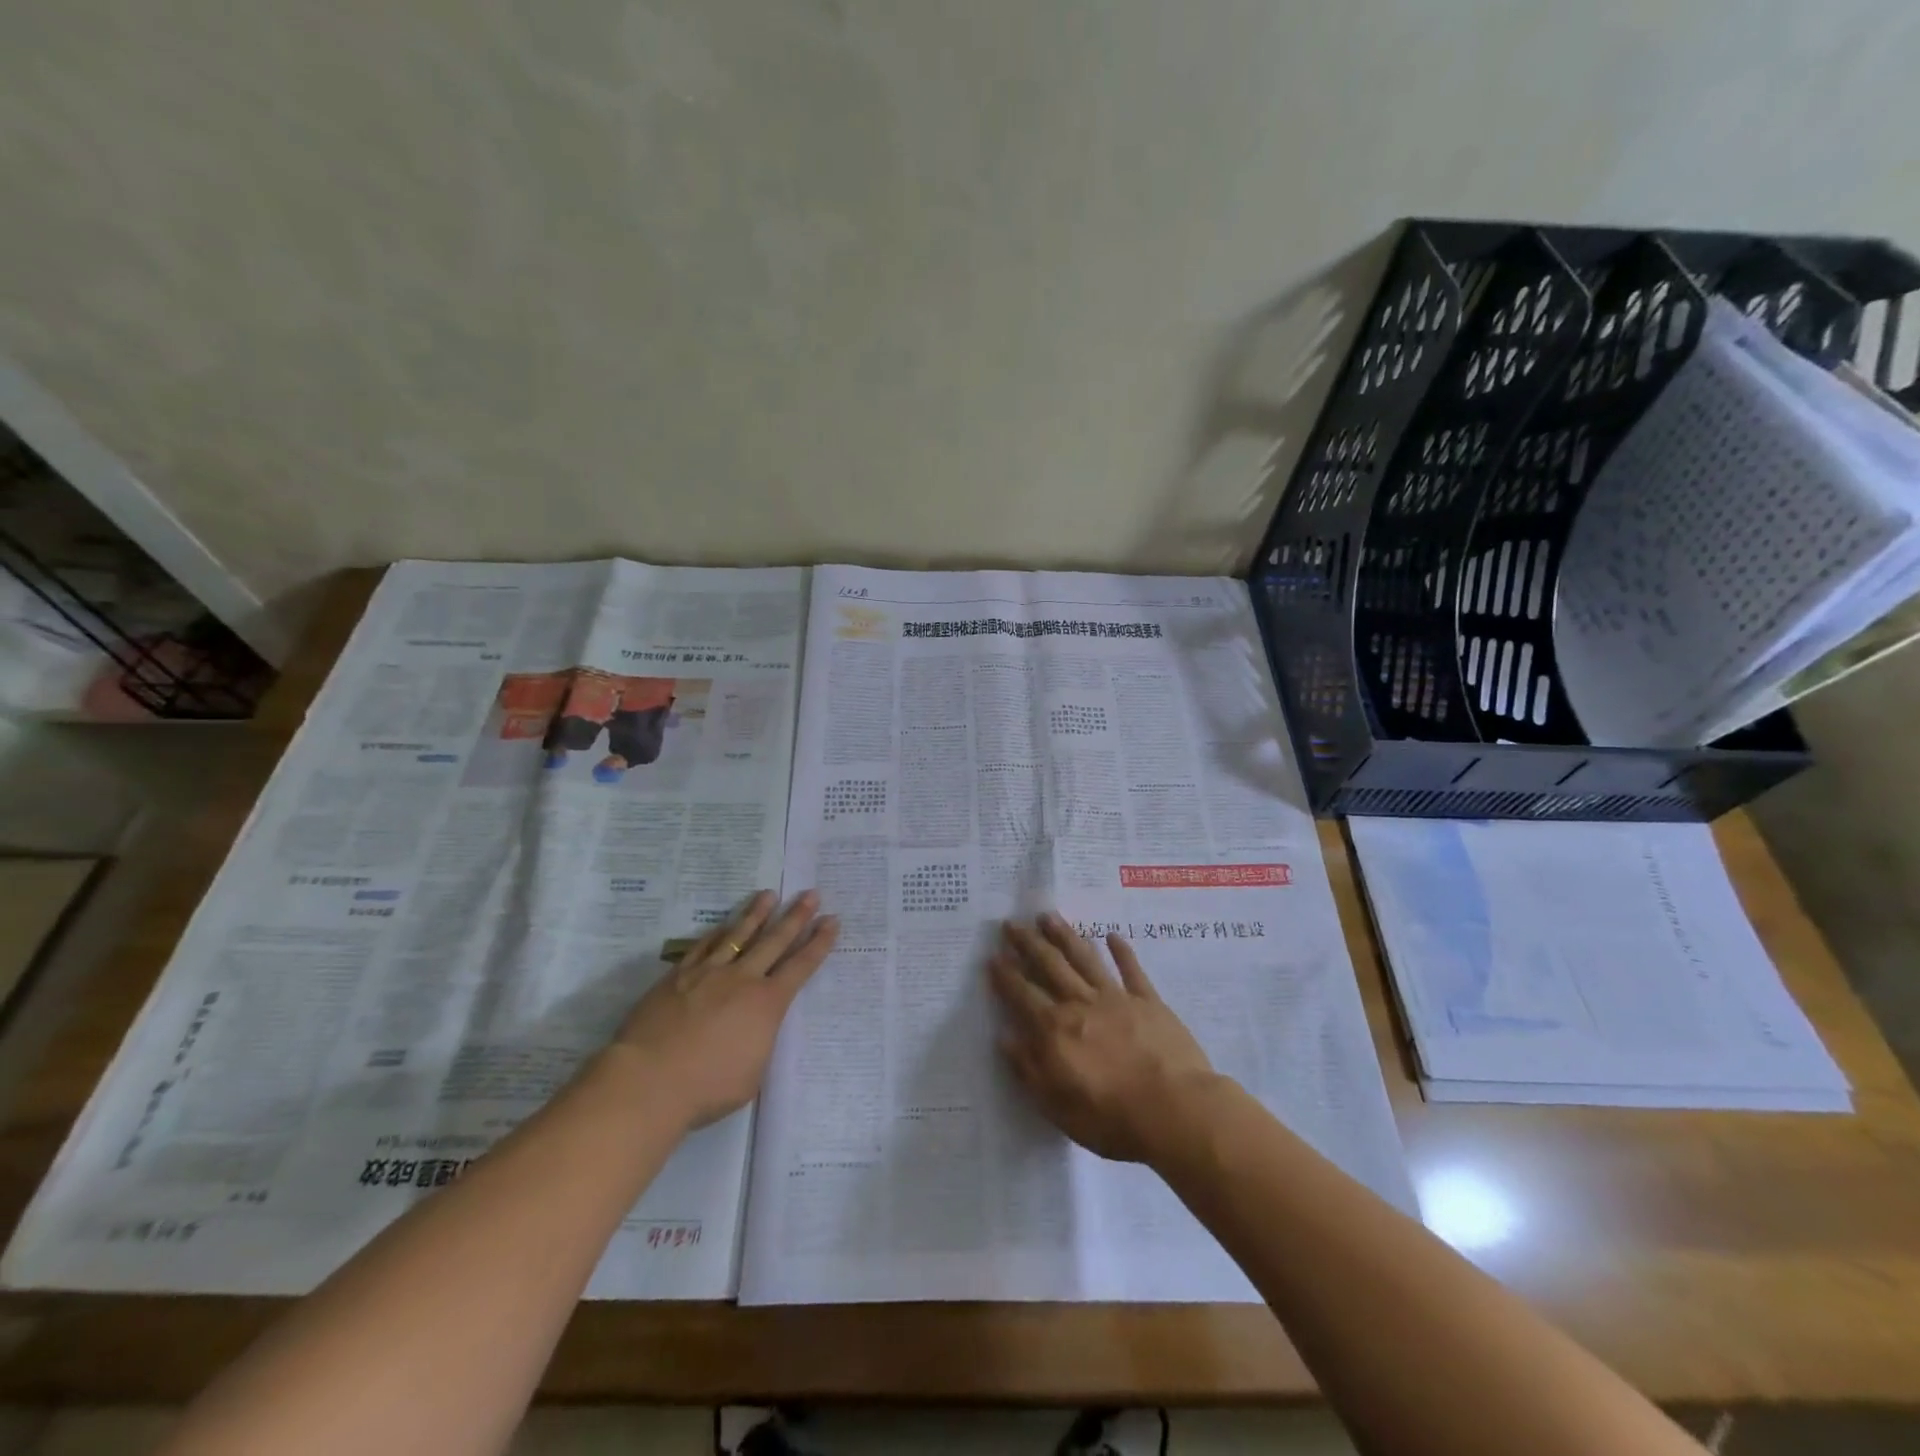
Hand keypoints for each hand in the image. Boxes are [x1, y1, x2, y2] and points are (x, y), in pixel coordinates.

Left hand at [609, 890, 837, 1130]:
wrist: (649, 1080)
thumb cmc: (707, 1087)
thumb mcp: (751, 1074)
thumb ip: (759, 1044)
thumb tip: (755, 1030)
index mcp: (767, 1004)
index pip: (801, 966)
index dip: (819, 943)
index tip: (831, 921)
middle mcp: (742, 979)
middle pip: (775, 941)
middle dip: (796, 917)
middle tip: (811, 894)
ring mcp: (709, 973)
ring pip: (739, 935)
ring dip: (757, 914)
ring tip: (769, 895)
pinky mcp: (678, 976)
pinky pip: (703, 947)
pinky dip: (717, 933)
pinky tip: (723, 924)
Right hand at [988, 913, 1220, 1164]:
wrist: (1175, 1110)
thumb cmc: (1112, 1118)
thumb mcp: (1058, 1107)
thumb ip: (1029, 1070)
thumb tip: (1005, 1038)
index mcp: (1055, 1030)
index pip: (1023, 996)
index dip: (1006, 976)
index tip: (993, 956)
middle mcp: (1080, 1004)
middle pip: (1049, 966)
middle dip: (1028, 943)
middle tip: (1011, 923)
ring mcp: (1116, 998)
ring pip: (1084, 958)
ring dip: (1065, 935)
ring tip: (1048, 916)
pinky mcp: (1148, 1001)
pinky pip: (1131, 970)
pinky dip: (1121, 951)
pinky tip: (1112, 935)